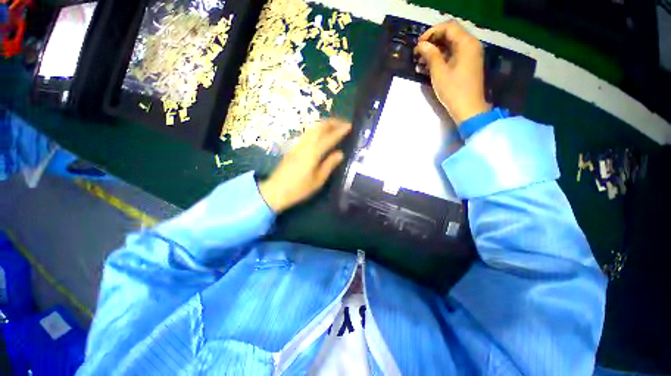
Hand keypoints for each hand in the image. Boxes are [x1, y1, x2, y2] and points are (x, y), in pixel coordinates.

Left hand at [259, 119, 351, 212]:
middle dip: (332, 122)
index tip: (350, 126)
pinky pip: (308, 133)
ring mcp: (297, 145)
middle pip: (319, 127)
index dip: (340, 130)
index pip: (329, 137)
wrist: (275, 191)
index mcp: (313, 153)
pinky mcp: (293, 148)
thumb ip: (329, 165)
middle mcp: (305, 145)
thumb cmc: (299, 189)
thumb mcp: (318, 180)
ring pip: (312, 128)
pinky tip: (322, 135)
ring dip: (325, 125)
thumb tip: (340, 153)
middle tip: (344, 124)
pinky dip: (317, 130)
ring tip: (335, 127)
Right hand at [414, 20, 490, 124]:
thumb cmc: (454, 90)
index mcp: (466, 43)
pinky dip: (440, 58)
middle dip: (432, 42)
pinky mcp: (466, 65)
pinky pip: (452, 55)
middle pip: (450, 35)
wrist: (468, 109)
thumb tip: (421, 45)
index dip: (431, 33)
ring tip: (420, 62)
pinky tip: (428, 67)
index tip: (418, 44)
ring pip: (450, 46)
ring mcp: (469, 55)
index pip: (448, 27)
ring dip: (435, 51)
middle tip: (418, 53)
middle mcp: (470, 45)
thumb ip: (430, 55)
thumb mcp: (439, 72)